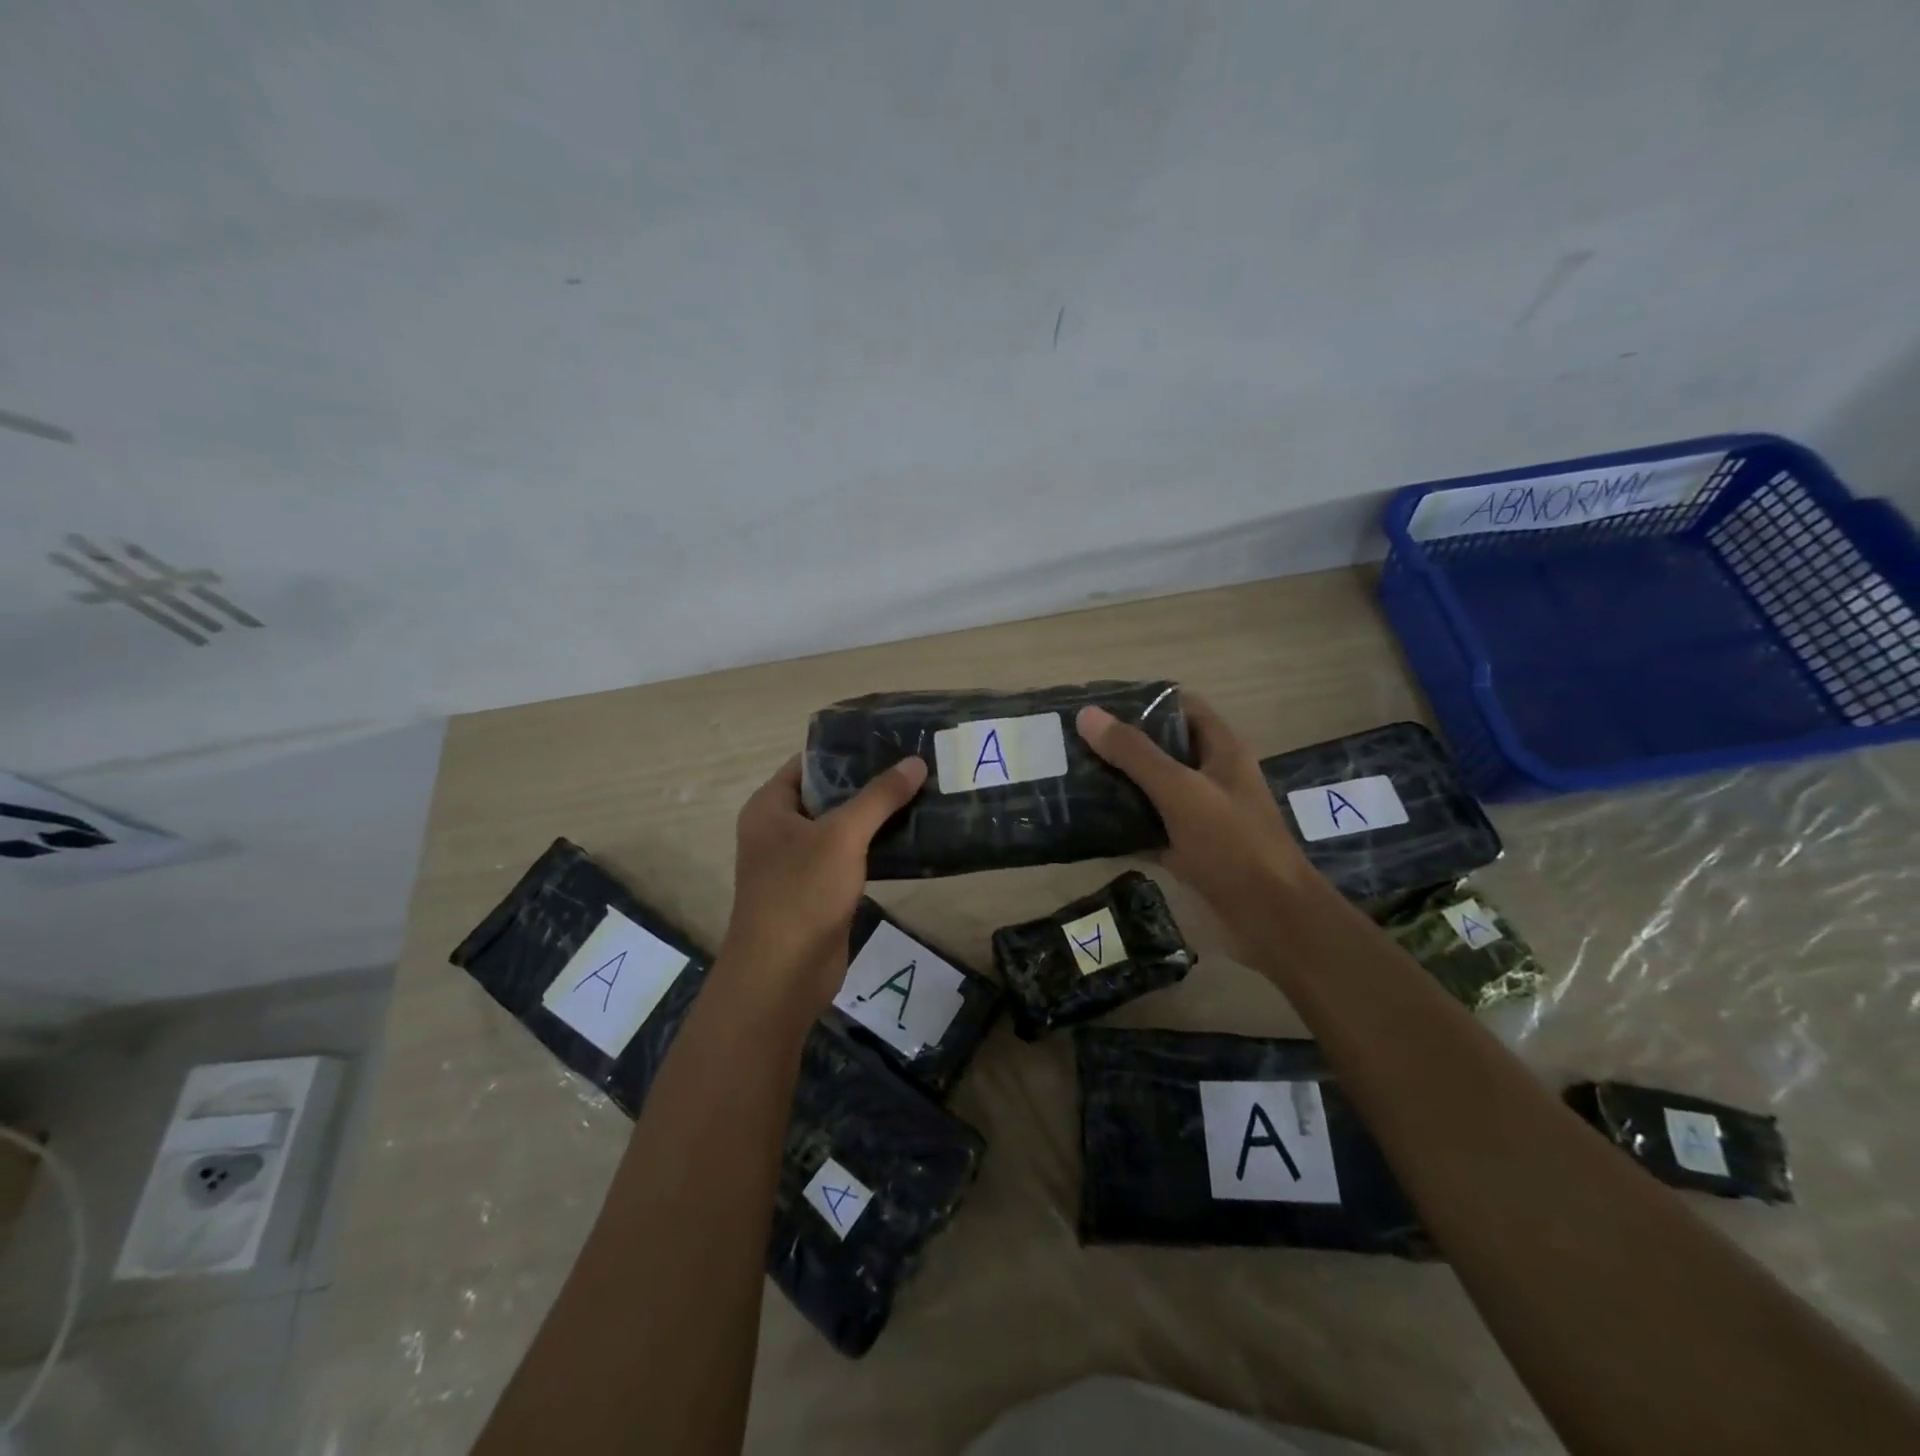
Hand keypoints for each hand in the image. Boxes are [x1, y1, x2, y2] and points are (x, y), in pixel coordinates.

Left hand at [718, 753, 927, 1013]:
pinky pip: (850, 858)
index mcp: (770, 807)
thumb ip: (879, 797)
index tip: (890, 740)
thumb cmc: (802, 892)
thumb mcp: (843, 835)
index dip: (846, 751)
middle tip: (915, 765)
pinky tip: (911, 837)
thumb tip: (915, 761)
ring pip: (842, 828)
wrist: (783, 974)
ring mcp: (798, 863)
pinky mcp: (818, 891)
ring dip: (876, 817)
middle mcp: (779, 830)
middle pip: (828, 794)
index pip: (808, 763)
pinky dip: (875, 847)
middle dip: (869, 783)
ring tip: (921, 794)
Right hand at [1077, 695, 1317, 924]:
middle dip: (1121, 745)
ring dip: (1119, 785)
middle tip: (1073, 743)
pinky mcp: (1190, 849)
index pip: (1181, 708)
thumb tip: (1087, 715)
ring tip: (1072, 777)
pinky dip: (1125, 826)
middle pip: (1163, 749)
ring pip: (1154, 790)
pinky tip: (1088, 825)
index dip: (1142, 702)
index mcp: (1221, 750)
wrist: (1270, 917)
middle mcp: (1212, 777)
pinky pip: (1151, 828)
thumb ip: (1135, 754)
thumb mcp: (1180, 791)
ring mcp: (1201, 815)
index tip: (1097, 706)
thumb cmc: (1232, 843)